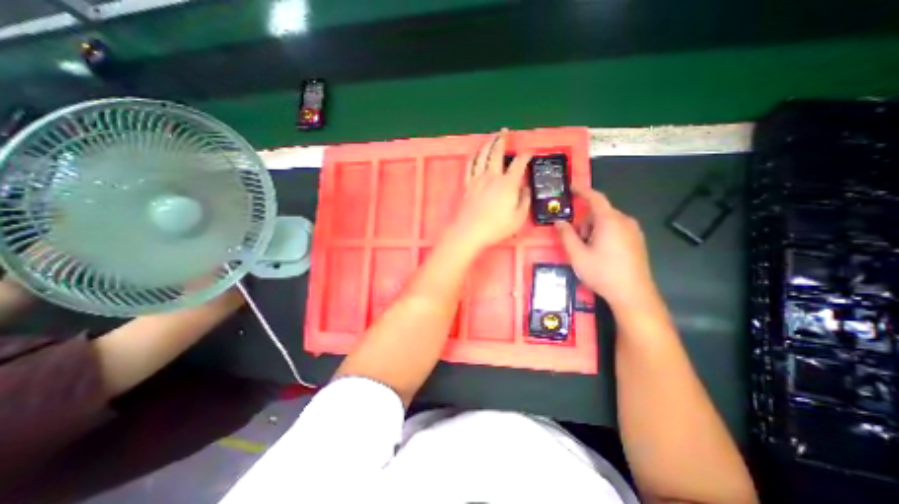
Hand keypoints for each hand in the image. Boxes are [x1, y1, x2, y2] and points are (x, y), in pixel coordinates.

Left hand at [446, 128, 528, 250]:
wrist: (470, 232)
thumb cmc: (496, 227)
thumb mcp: (518, 218)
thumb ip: (525, 201)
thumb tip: (526, 189)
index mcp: (508, 184)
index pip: (519, 163)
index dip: (526, 155)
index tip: (530, 152)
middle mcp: (492, 176)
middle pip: (497, 153)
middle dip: (502, 140)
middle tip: (504, 132)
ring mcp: (478, 179)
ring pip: (482, 156)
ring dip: (487, 144)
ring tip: (491, 138)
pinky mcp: (467, 185)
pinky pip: (469, 166)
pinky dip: (473, 157)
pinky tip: (475, 153)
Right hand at [552, 186, 658, 311]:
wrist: (633, 294)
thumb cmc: (602, 272)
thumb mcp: (577, 255)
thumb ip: (566, 235)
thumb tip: (558, 221)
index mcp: (609, 221)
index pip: (595, 198)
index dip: (582, 191)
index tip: (571, 187)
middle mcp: (624, 221)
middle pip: (599, 212)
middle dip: (584, 222)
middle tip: (577, 241)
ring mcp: (634, 231)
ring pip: (607, 222)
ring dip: (593, 230)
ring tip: (589, 251)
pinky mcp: (637, 241)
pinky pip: (616, 229)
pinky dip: (604, 235)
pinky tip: (602, 254)